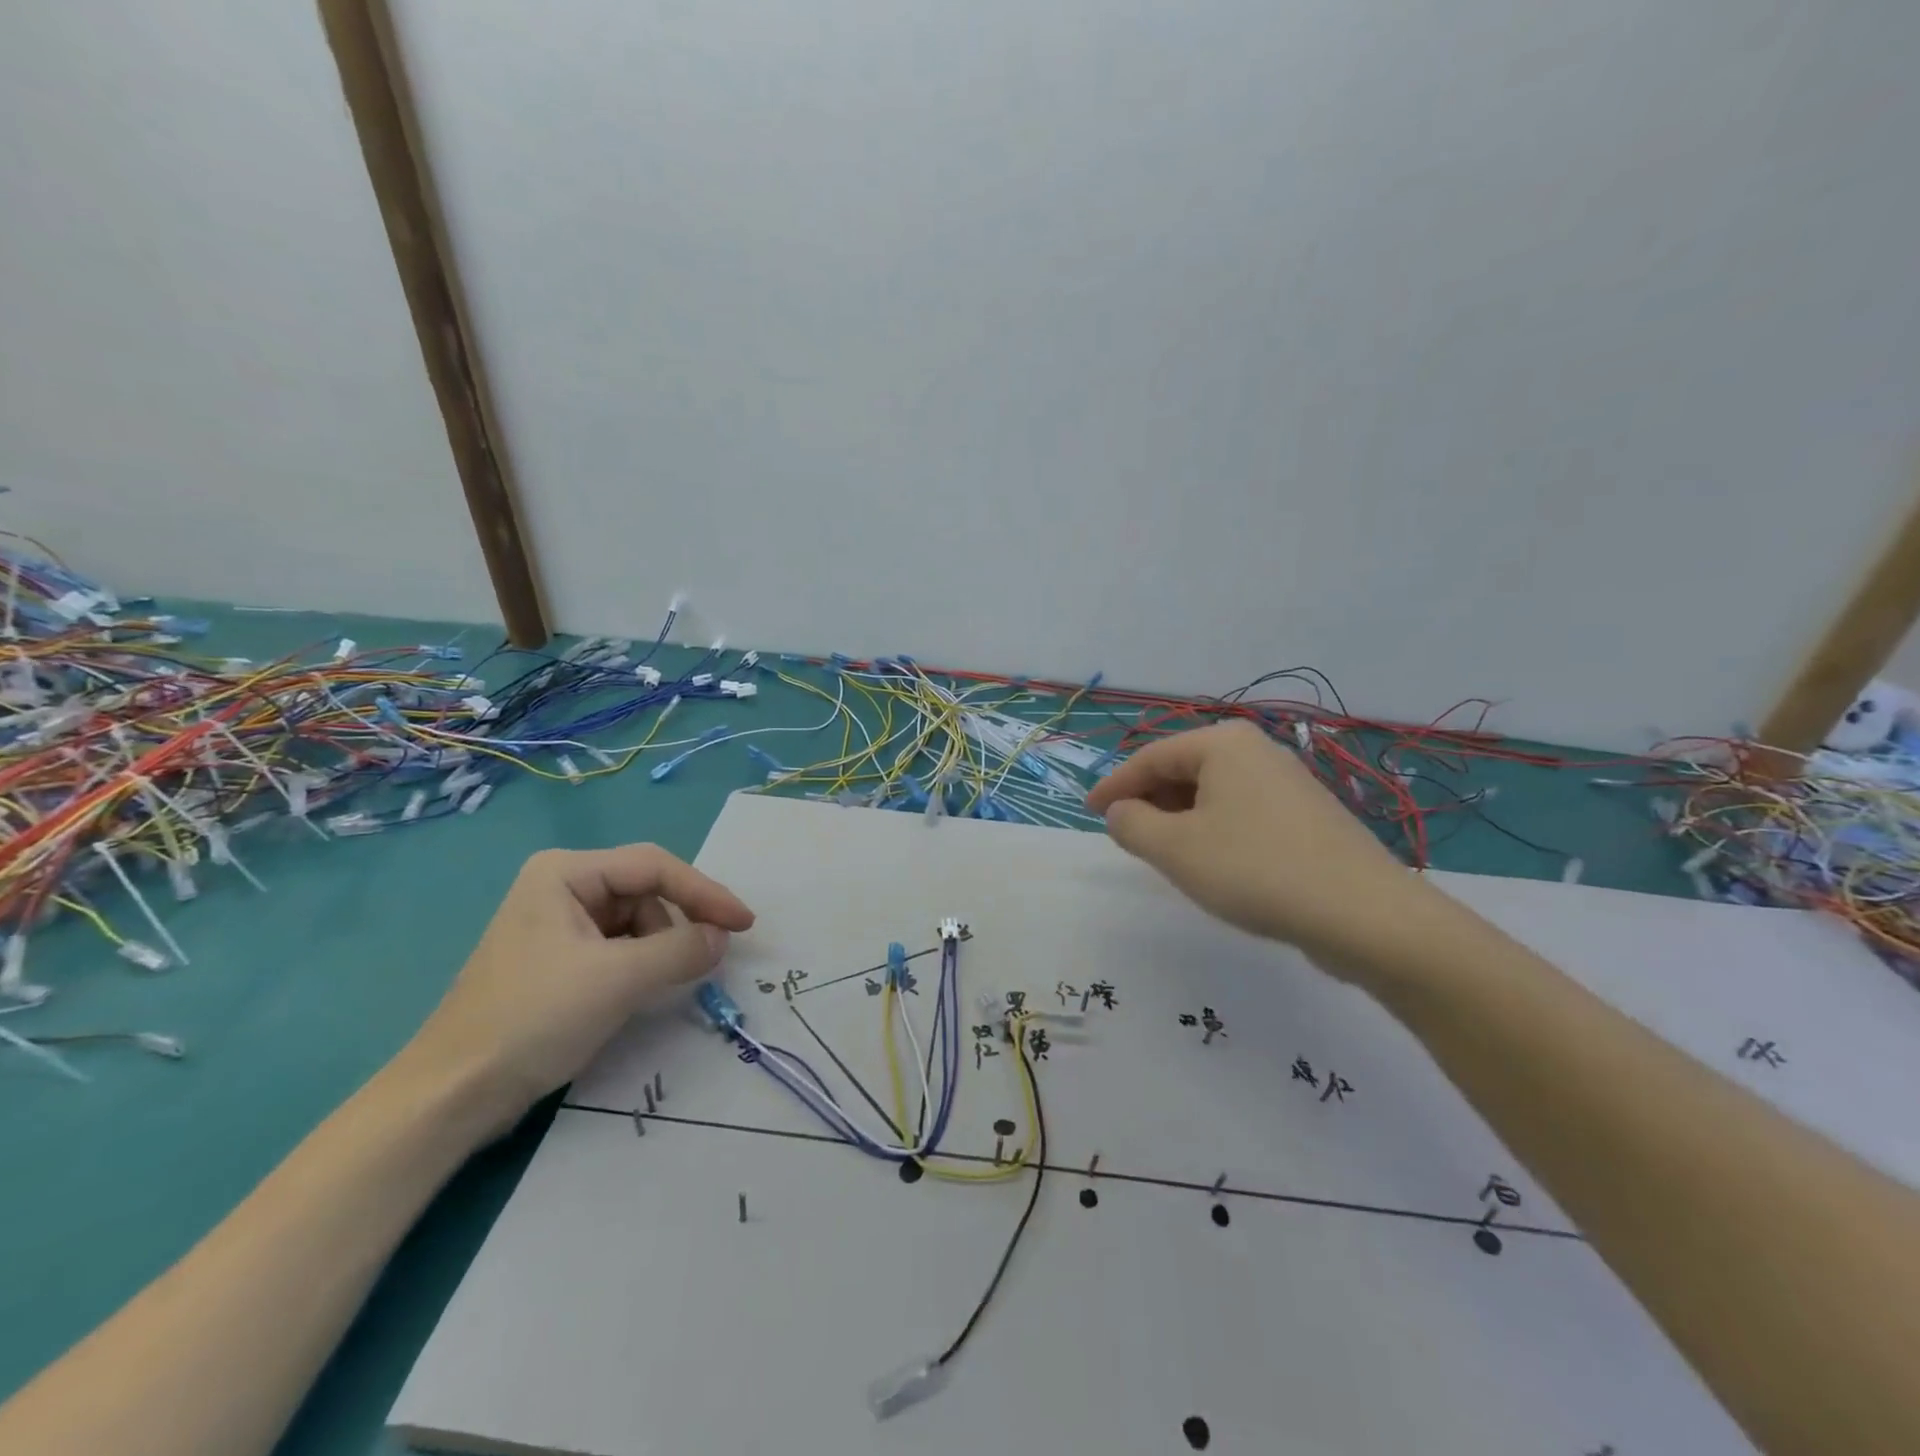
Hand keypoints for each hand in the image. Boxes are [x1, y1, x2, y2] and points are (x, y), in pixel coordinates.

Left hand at [402, 845, 754, 1130]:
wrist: (453, 1095)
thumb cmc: (534, 1019)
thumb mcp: (619, 979)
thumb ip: (682, 949)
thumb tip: (722, 938)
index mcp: (566, 872)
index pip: (654, 867)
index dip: (705, 892)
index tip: (744, 924)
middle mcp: (561, 886)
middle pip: (645, 892)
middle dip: (678, 923)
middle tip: (708, 957)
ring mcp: (557, 923)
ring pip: (636, 921)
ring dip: (660, 947)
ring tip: (663, 982)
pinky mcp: (558, 959)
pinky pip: (618, 946)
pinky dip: (642, 963)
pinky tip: (642, 989)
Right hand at [1085, 723, 1423, 974]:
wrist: (1364, 915)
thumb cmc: (1255, 871)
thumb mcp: (1174, 849)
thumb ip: (1131, 824)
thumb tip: (1120, 812)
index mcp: (1222, 744)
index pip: (1150, 757)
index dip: (1114, 785)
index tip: (1089, 811)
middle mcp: (1256, 751)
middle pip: (1183, 769)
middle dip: (1149, 801)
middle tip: (1125, 835)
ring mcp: (1287, 782)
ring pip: (1213, 792)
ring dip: (1180, 818)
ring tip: (1164, 853)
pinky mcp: (1307, 815)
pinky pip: (1241, 811)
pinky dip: (1213, 829)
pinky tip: (1213, 862)